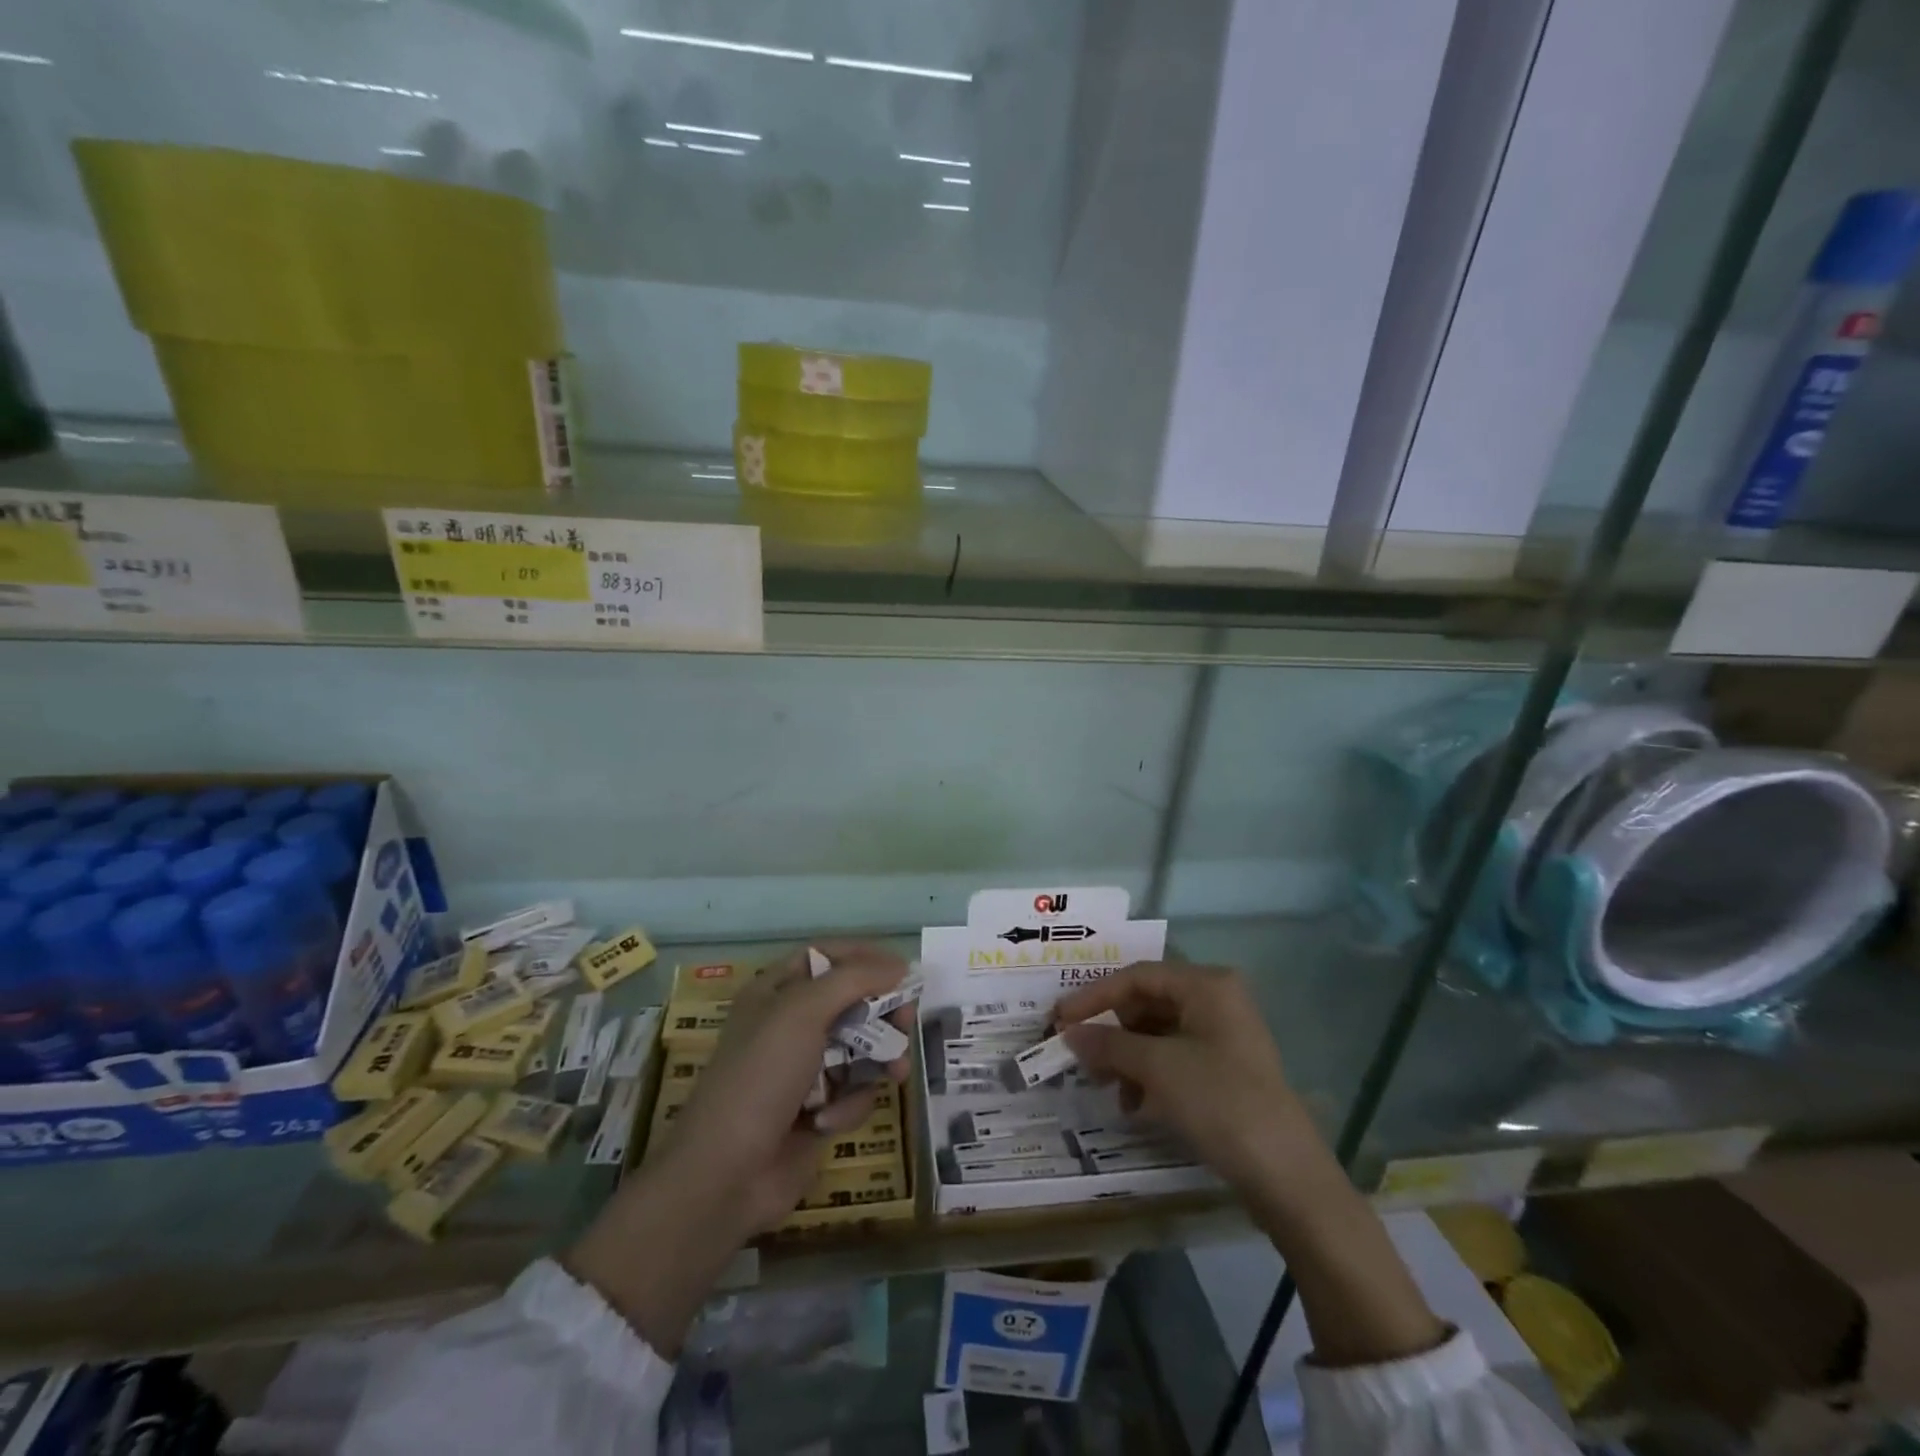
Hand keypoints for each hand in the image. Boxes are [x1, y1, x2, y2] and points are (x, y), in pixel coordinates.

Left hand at [664, 944, 912, 1232]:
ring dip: (878, 1061)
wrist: (725, 1174)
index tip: (903, 970)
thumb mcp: (803, 1012)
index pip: (828, 956)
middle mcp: (791, 1024)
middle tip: (906, 1023)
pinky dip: (848, 1104)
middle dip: (883, 1013)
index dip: (865, 957)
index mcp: (777, 991)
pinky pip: (853, 1091)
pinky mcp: (818, 1109)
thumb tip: (901, 965)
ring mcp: (804, 1069)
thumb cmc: (761, 1076)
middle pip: (853, 1001)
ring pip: (862, 1048)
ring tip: (895, 1074)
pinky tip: (828, 1122)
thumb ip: (854, 979)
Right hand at [1055, 962, 1330, 1201]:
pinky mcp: (1226, 1070)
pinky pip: (1175, 1058)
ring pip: (1158, 1034)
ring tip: (1105, 1087)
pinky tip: (1134, 1105)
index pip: (1137, 977)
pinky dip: (1150, 1076)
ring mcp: (1224, 1036)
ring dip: (1127, 1058)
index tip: (1059, 1019)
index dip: (1094, 997)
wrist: (1287, 1175)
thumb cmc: (1220, 1102)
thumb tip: (1069, 1033)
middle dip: (1112, 1032)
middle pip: (1147, 1004)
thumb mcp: (1157, 1068)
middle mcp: (1217, 1001)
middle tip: (1080, 1057)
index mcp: (1206, 985)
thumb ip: (1108, 1044)